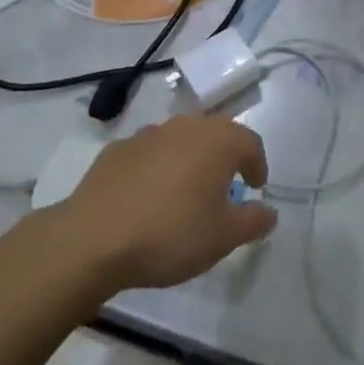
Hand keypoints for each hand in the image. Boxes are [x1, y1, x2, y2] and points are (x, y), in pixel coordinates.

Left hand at [58, 115, 277, 292]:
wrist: (94, 238)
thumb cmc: (172, 234)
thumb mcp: (223, 238)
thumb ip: (253, 221)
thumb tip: (269, 211)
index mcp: (218, 140)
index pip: (250, 142)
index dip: (257, 164)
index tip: (255, 188)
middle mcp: (185, 126)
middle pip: (215, 134)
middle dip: (224, 157)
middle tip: (225, 188)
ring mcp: (148, 134)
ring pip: (180, 140)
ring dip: (189, 159)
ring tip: (185, 193)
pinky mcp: (117, 149)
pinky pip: (149, 153)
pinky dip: (156, 168)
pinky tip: (148, 197)